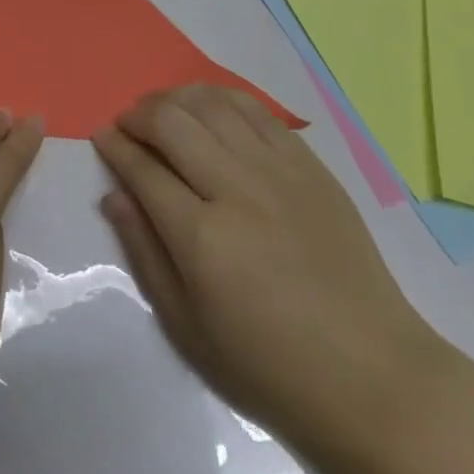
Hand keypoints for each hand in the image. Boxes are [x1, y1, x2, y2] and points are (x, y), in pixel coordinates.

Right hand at [94, 85, 445, 461]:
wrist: (372, 375)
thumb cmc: (269, 365)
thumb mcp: (188, 327)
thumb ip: (144, 252)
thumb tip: (112, 195)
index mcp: (202, 239)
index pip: (142, 169)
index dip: (114, 146)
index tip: (101, 137)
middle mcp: (237, 190)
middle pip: (171, 122)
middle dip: (138, 115)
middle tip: (128, 126)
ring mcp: (278, 171)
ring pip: (211, 104)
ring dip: (175, 98)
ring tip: (163, 111)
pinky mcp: (309, 165)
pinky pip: (256, 110)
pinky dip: (221, 98)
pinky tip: (208, 108)